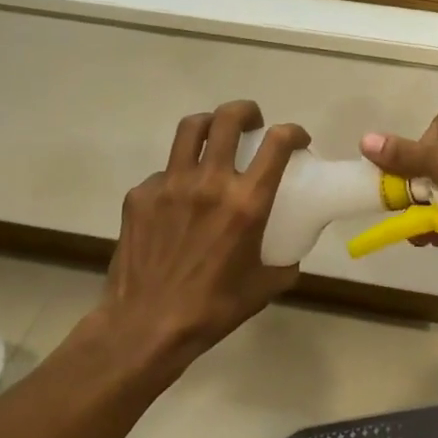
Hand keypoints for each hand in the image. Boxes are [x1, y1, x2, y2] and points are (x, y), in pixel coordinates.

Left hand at [97, 101, 309, 370]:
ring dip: (210, 125)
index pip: (277, 144)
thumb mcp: (263, 287)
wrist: (145, 326)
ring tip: (214, 138)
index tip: (297, 139)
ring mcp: (170, 184)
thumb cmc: (213, 309)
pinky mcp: (140, 195)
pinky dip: (178, 176)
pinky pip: (164, 172)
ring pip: (190, 129)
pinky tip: (178, 199)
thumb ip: (284, 263)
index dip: (293, 132)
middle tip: (252, 122)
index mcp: (246, 202)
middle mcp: (209, 182)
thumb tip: (291, 254)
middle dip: (246, 111)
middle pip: (228, 119)